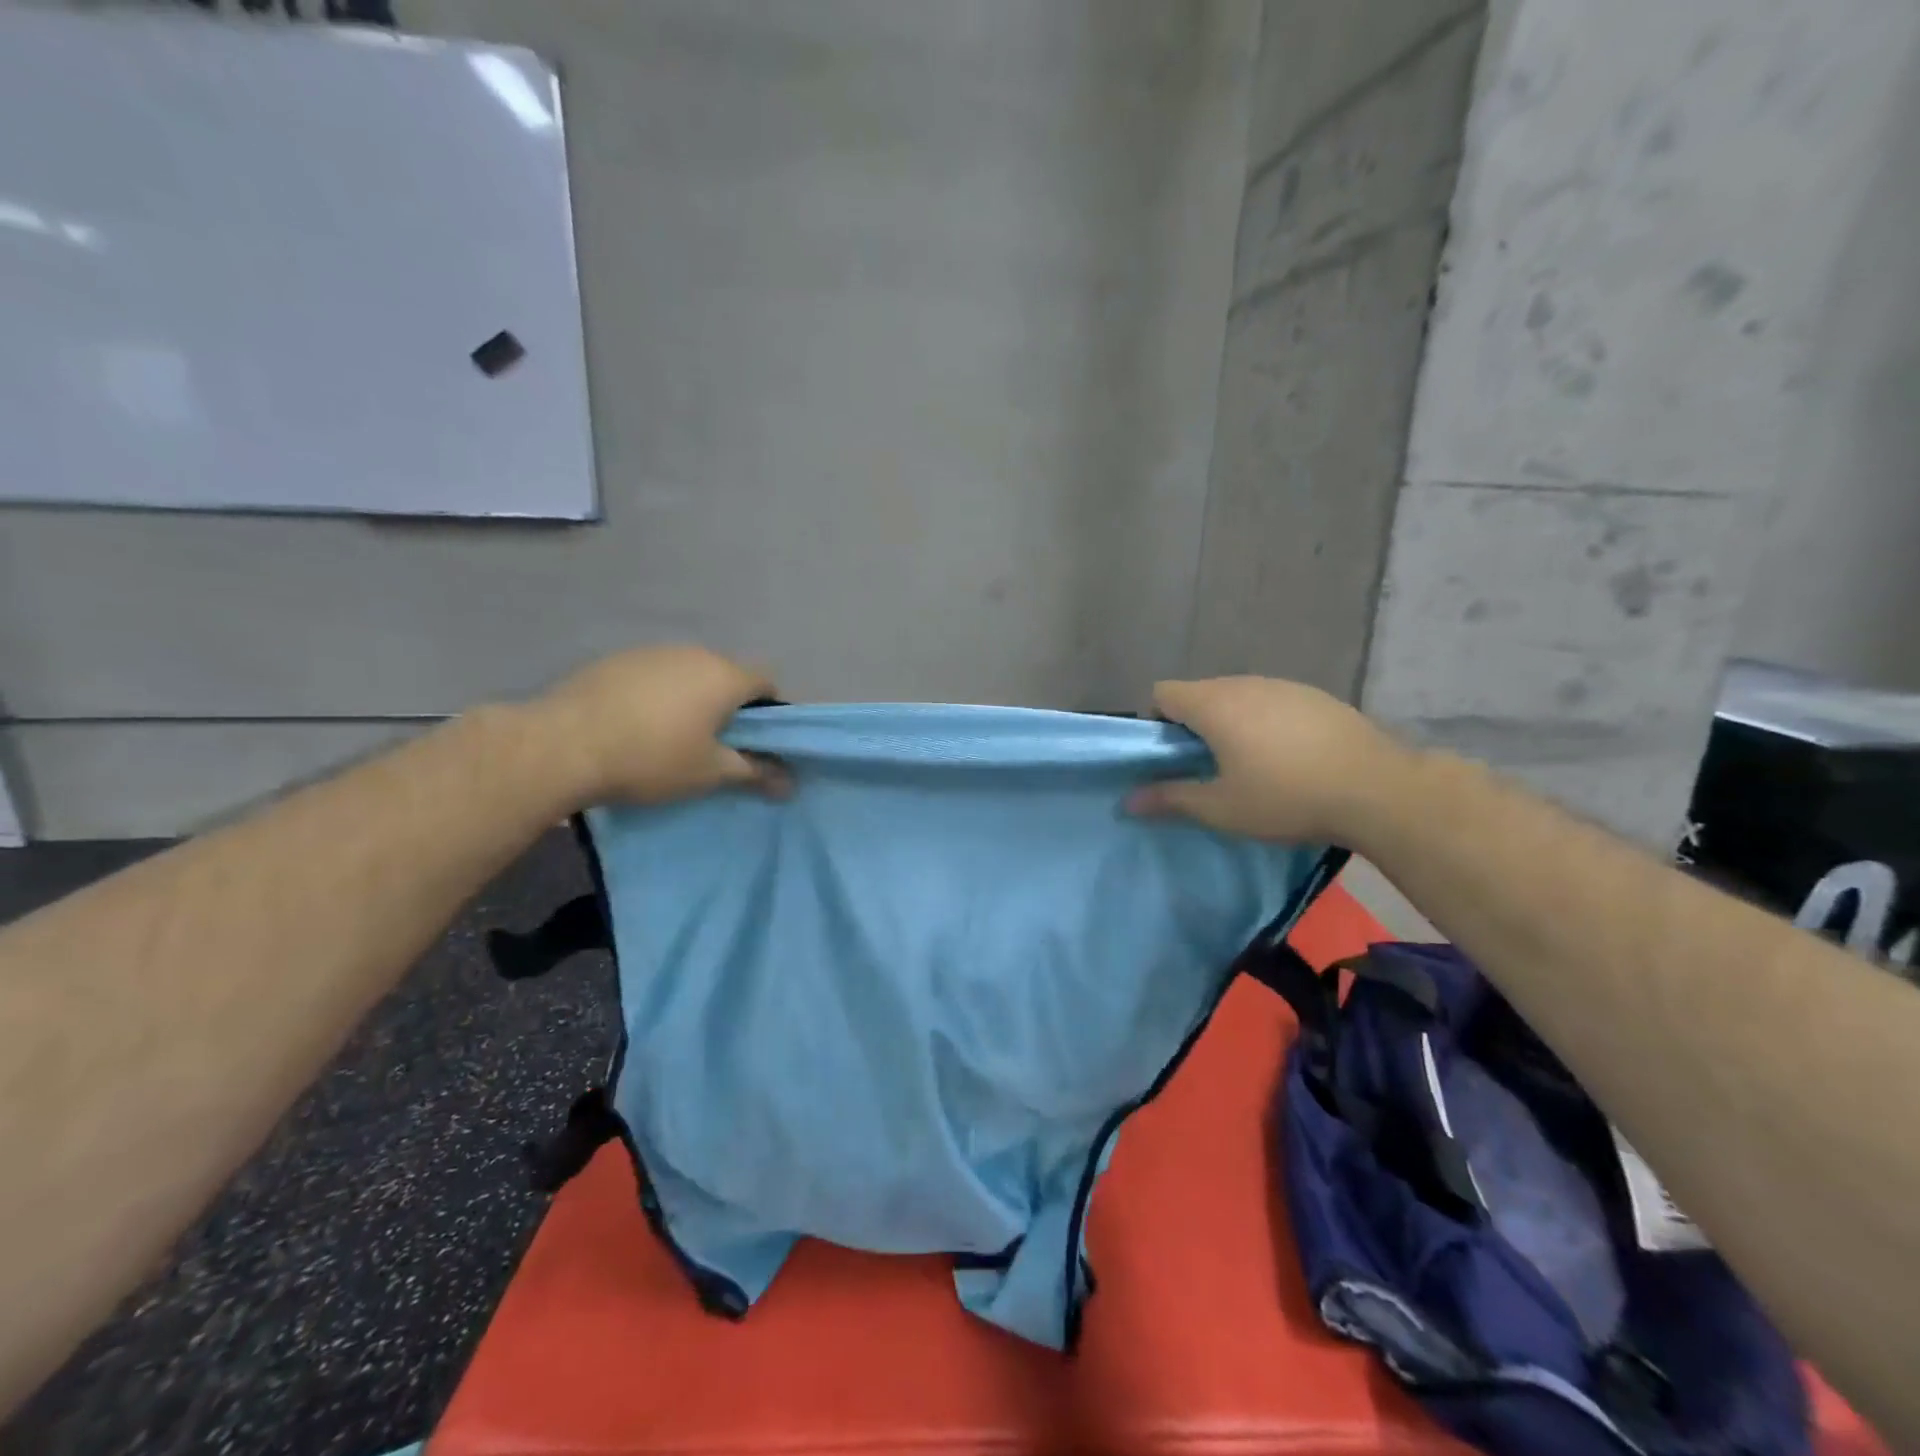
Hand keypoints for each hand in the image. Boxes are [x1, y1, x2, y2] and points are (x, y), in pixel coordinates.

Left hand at [528, 646, 782, 807]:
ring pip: (689, 674)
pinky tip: (635, 725)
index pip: (767, 681)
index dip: (770, 711)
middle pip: (727, 676)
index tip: (755, 741)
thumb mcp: (710, 773)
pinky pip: (654, 675)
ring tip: (670, 737)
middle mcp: (694, 653)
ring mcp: (652, 652)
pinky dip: (657, 696)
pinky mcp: (616, 660)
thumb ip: (755, 772)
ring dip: (691, 699)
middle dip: (729, 706)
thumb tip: (790, 783)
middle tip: (715, 745)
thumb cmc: (652, 758)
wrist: (562, 745)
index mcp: (724, 675)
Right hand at [1128, 676, 1410, 842]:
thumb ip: (1171, 799)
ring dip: (1231, 722)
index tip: (1172, 756)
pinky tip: (1289, 757)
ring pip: (1238, 696)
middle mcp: (1245, 684)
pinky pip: (1272, 702)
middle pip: (1200, 693)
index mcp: (1214, 704)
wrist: (1378, 789)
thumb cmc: (1286, 797)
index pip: (1163, 693)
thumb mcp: (1221, 808)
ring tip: (1250, 764)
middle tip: (1208, 768)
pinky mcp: (1316, 696)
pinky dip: (1265, 722)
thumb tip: (1128, 801)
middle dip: (1193, 725)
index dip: (1156, 722)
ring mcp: (1284, 686)